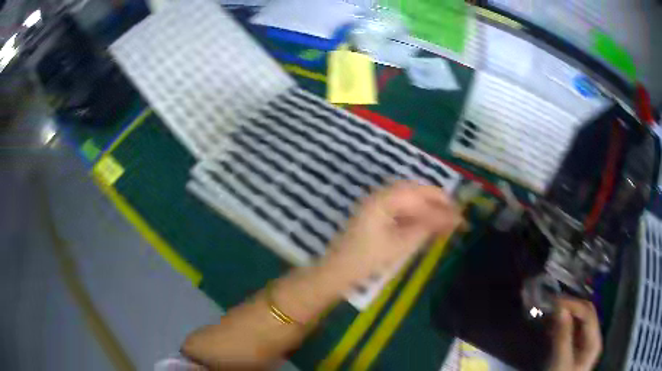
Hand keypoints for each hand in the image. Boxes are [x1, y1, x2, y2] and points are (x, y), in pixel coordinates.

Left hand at [323, 181, 461, 281]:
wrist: (338, 271)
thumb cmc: (368, 259)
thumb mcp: (402, 244)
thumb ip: (428, 228)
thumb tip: (454, 218)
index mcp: (384, 199)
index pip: (421, 195)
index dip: (442, 204)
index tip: (460, 215)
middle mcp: (380, 195)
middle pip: (415, 191)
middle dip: (436, 201)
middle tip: (455, 214)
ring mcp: (376, 204)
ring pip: (409, 198)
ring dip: (427, 207)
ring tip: (444, 219)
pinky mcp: (375, 214)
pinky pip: (400, 207)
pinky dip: (415, 214)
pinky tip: (426, 224)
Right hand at [548, 298, 602, 370]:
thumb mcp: (560, 362)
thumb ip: (563, 336)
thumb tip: (560, 309)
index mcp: (594, 341)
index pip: (588, 314)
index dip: (574, 305)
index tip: (555, 302)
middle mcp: (593, 338)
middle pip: (586, 315)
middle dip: (571, 308)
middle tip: (552, 306)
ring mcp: (585, 344)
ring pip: (579, 322)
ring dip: (567, 316)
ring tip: (550, 316)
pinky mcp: (576, 350)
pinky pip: (573, 332)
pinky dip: (564, 326)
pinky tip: (553, 328)